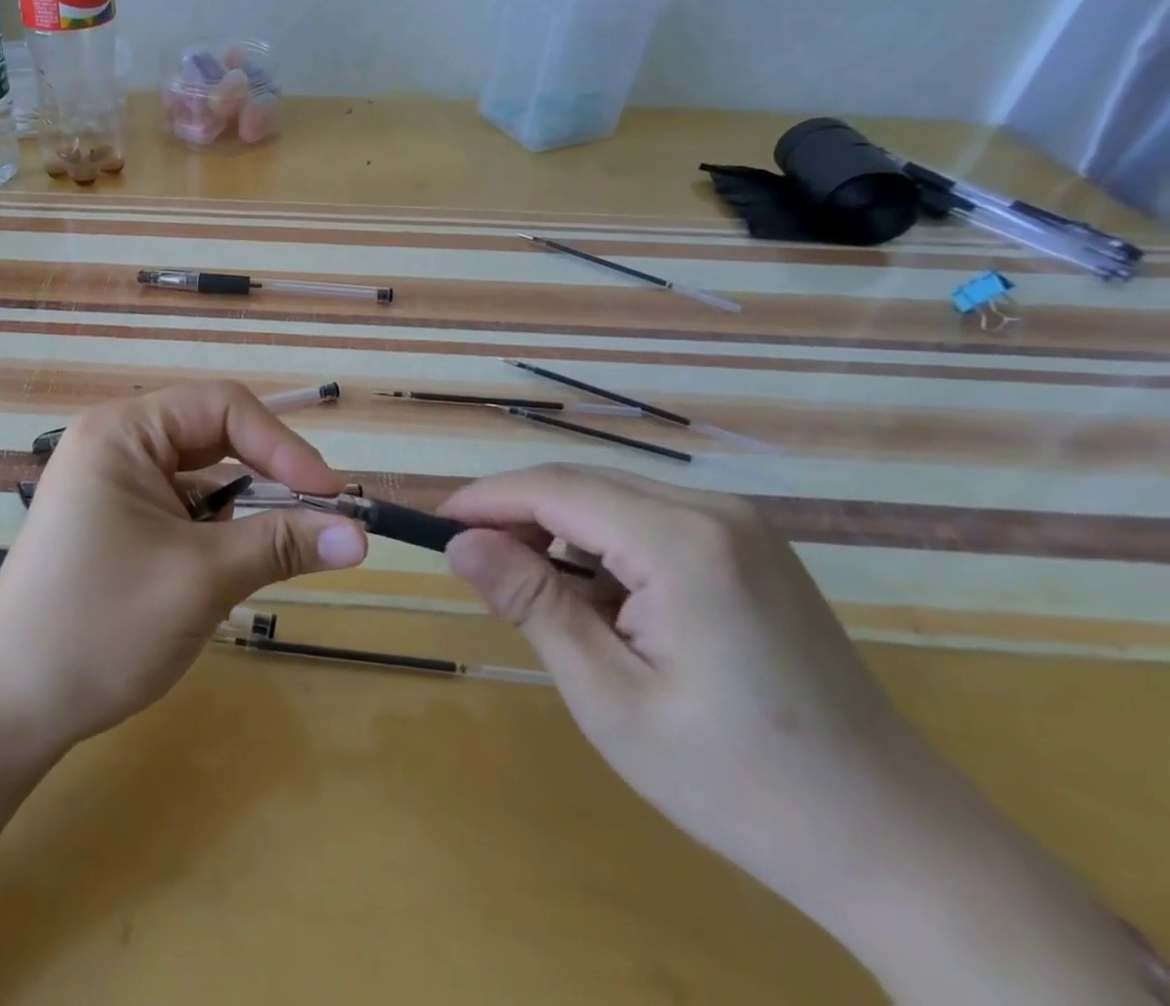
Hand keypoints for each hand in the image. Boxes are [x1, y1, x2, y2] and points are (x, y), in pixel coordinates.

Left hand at [0, 381, 366, 754]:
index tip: (331, 495)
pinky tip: (231, 562)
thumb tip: (360, 535)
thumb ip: (282, 544)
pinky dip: (215, 526)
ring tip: (283, 543)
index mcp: (123, 431)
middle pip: (212, 434)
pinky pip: (180, 503)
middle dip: (268, 472)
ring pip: (200, 473)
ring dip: (244, 504)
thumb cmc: (101, 627)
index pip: (222, 406)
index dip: (283, 444)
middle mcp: (114, 441)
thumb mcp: (202, 579)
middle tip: (319, 514)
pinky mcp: (113, 517)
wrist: (7, 707)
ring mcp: (110, 480)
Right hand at [440, 466, 1157, 1002]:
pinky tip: (598, 602)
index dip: (485, 499)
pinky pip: (649, 523)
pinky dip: (602, 549)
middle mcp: (714, 511)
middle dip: (517, 516)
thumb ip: (532, 602)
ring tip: (531, 594)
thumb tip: (459, 542)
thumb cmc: (738, 781)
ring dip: (558, 534)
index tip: (433, 524)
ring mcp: (740, 527)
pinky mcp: (750, 549)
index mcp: (683, 541)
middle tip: (472, 566)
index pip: (554, 488)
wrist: (898, 844)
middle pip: (582, 486)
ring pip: (613, 501)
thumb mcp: (611, 696)